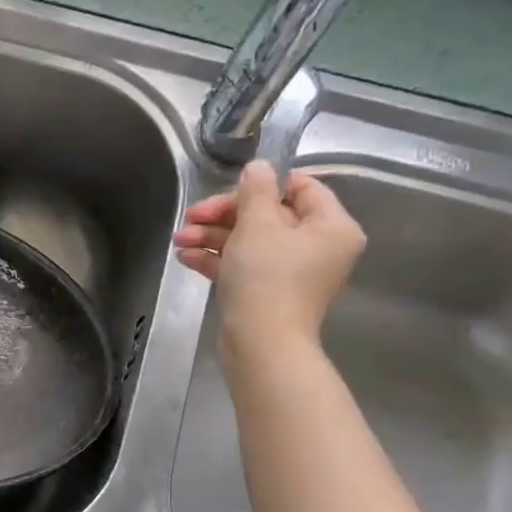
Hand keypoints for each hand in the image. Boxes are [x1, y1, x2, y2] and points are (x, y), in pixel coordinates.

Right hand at [172, 160, 365, 356]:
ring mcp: (292, 273)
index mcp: (331, 227)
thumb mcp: (257, 225)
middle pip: (269, 215)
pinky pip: (243, 265)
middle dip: (225, 215)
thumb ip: (256, 191)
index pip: (301, 188)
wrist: (260, 344)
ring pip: (250, 241)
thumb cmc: (266, 279)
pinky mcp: (267, 292)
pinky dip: (217, 258)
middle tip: (192, 216)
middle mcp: (317, 247)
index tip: (228, 189)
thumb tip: (258, 167)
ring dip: (213, 236)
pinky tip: (186, 256)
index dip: (263, 184)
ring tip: (180, 239)